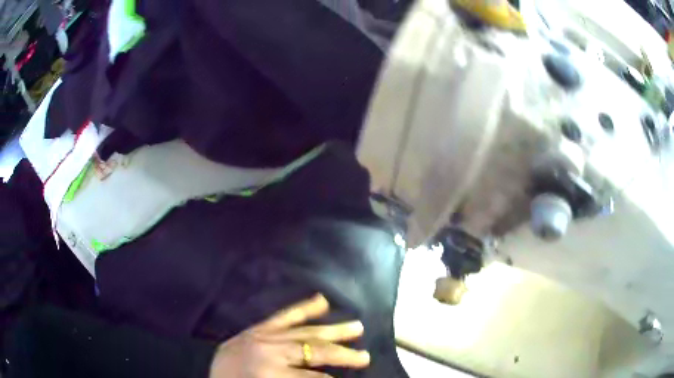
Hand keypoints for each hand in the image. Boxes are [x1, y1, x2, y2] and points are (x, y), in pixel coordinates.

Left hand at [209, 294, 369, 377]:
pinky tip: (321, 301)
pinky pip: (283, 316)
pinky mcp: (257, 328)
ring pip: (305, 331)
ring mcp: (263, 336)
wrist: (209, 375)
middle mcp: (270, 351)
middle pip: (315, 351)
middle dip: (342, 355)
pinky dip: (303, 308)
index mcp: (271, 373)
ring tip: (357, 327)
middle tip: (366, 356)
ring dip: (333, 331)